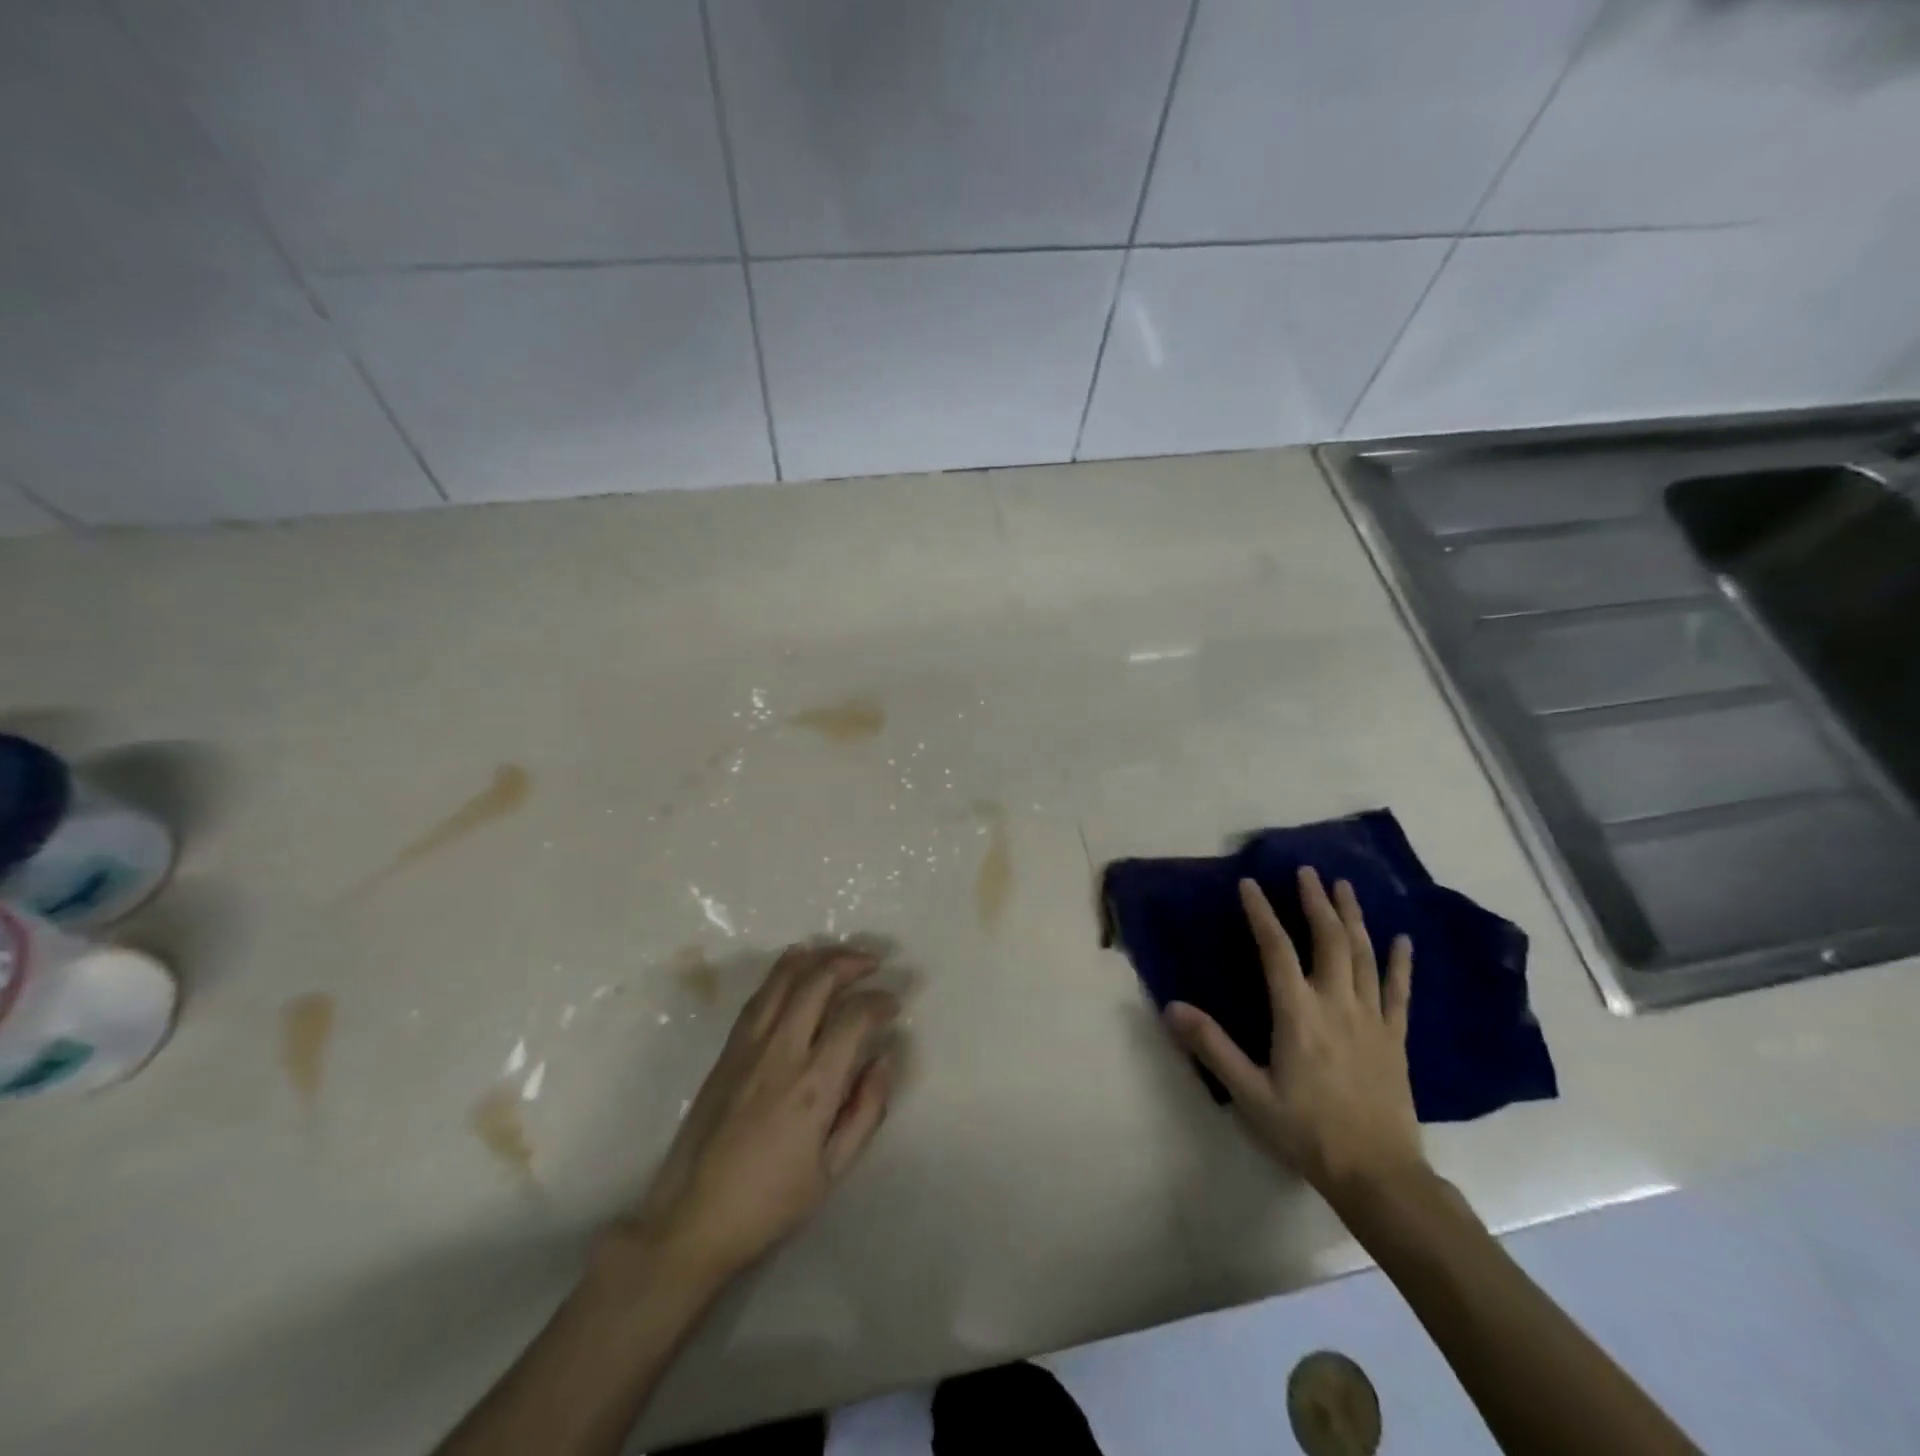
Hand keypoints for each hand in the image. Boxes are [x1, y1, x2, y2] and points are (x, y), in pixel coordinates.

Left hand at [607, 944, 900, 1286]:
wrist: (692, 1218)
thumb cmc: (770, 1202)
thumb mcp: (833, 1170)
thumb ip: (866, 1109)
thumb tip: (885, 1058)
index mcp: (813, 1085)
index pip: (854, 1016)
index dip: (880, 1001)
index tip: (893, 1004)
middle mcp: (781, 1052)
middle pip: (818, 981)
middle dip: (851, 962)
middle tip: (873, 964)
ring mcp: (748, 1046)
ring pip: (784, 978)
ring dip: (817, 957)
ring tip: (840, 956)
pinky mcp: (727, 1050)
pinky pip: (759, 996)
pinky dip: (783, 973)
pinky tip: (797, 970)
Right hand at [1165, 867, 1422, 1205]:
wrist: (1378, 1175)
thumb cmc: (1307, 1131)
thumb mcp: (1249, 1093)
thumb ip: (1212, 1046)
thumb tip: (1172, 1006)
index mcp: (1298, 1013)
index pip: (1276, 949)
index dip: (1262, 913)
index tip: (1250, 884)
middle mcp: (1336, 1004)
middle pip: (1328, 940)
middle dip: (1317, 902)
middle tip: (1308, 871)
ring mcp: (1372, 1019)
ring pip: (1363, 955)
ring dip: (1353, 918)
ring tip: (1345, 887)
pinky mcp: (1395, 1038)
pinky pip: (1399, 991)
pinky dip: (1400, 962)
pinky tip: (1403, 939)